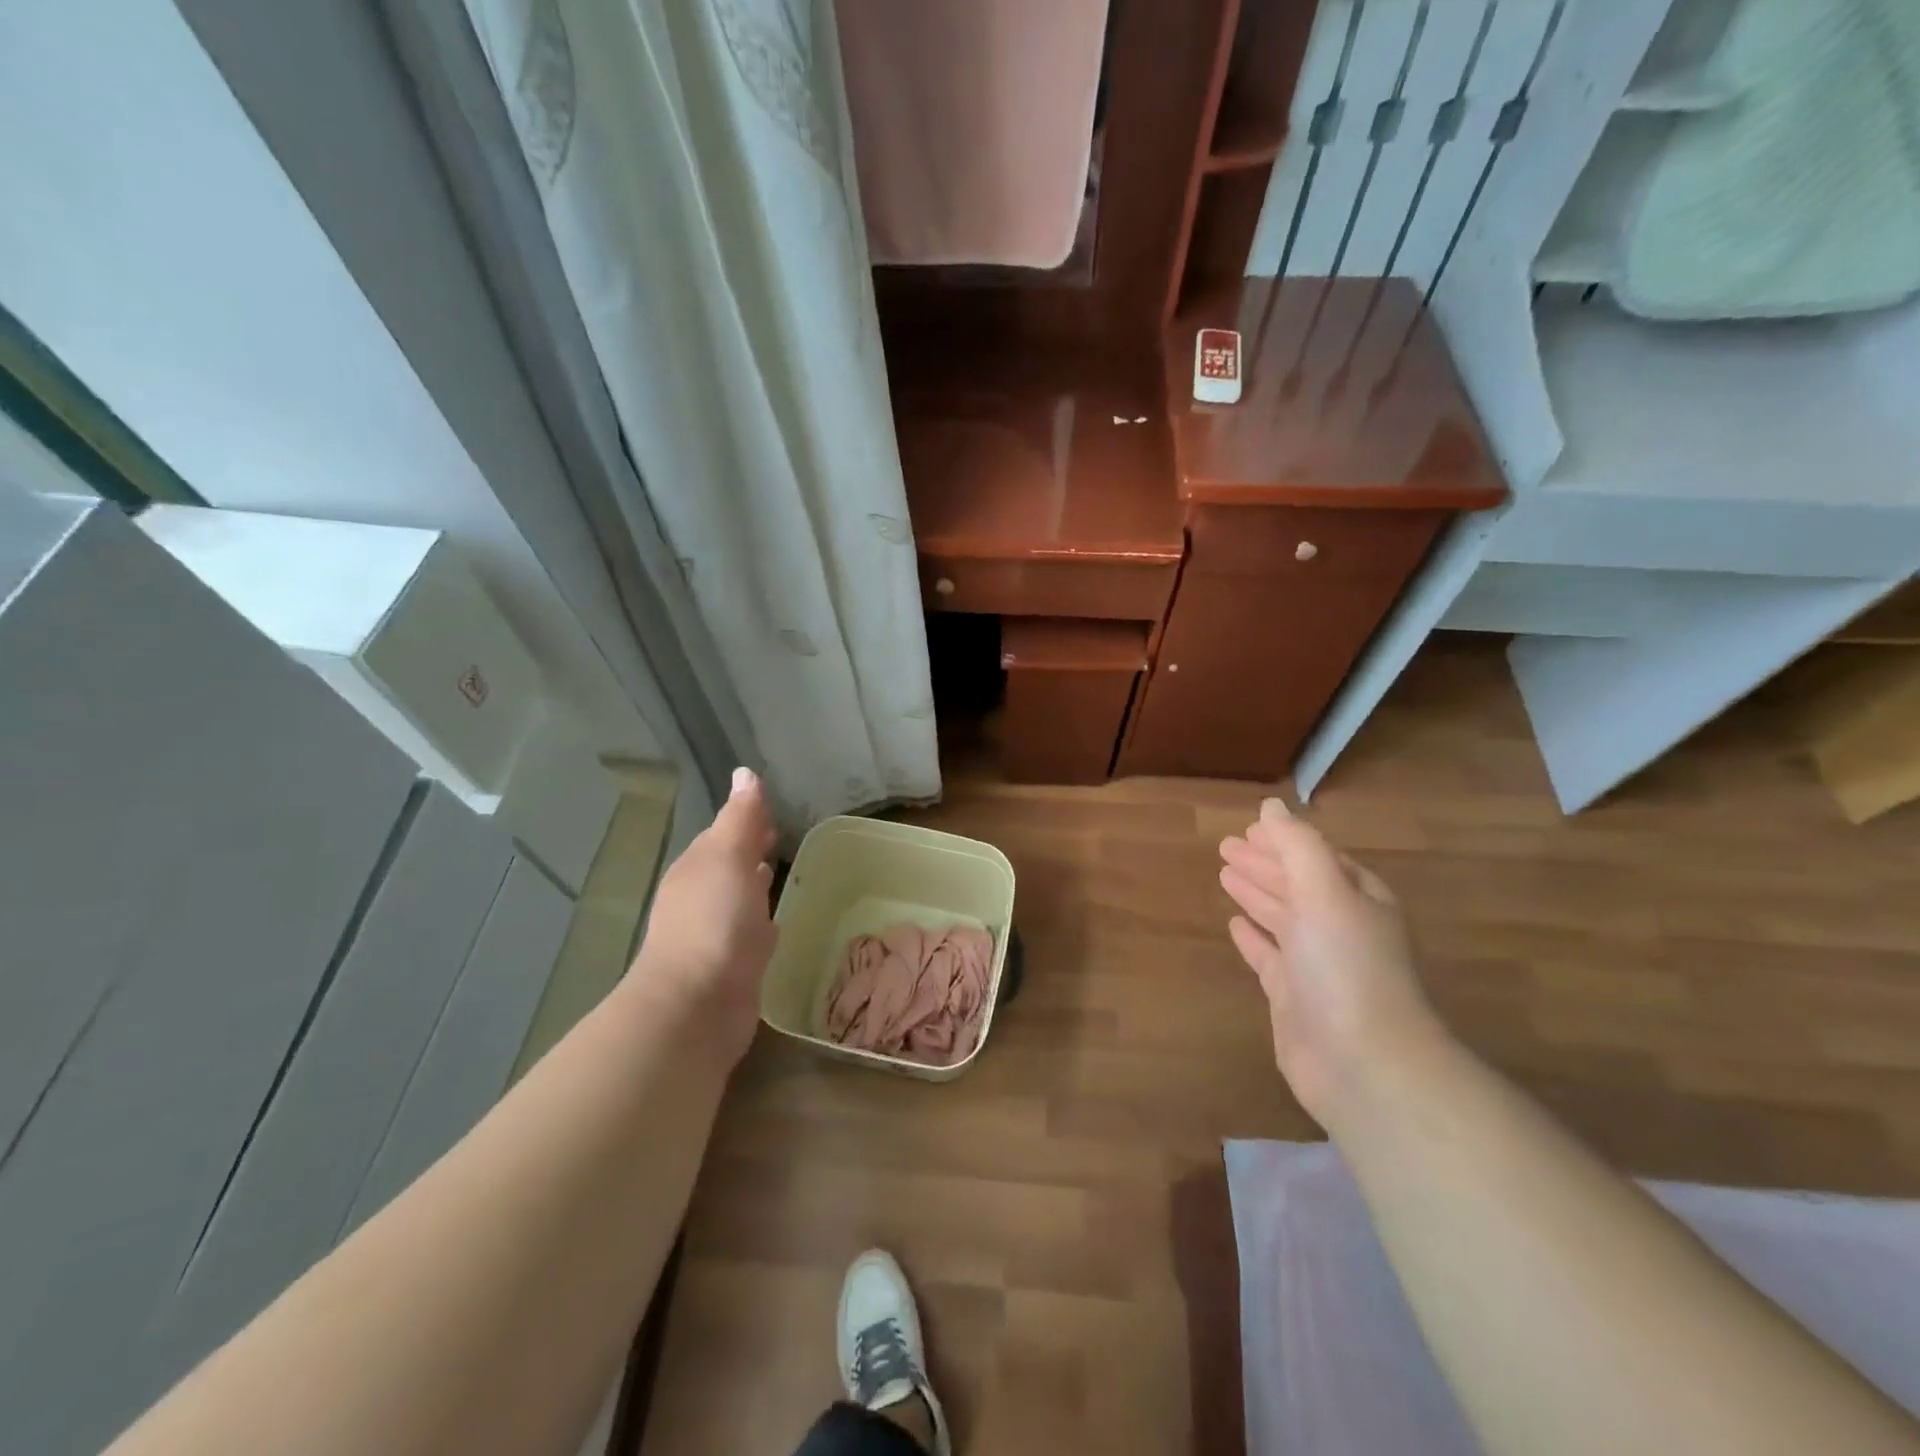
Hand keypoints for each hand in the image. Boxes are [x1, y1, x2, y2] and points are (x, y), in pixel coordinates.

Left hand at [630, 767, 778, 1067]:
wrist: (697, 1004)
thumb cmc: (714, 921)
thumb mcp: (728, 857)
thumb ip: (741, 818)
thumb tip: (745, 773)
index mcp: (697, 867)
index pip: (721, 834)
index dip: (745, 820)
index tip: (772, 811)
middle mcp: (700, 897)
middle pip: (728, 864)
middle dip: (750, 849)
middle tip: (780, 836)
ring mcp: (715, 933)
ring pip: (739, 898)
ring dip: (755, 884)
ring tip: (780, 872)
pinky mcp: (732, 966)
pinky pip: (750, 933)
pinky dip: (762, 921)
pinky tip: (776, 923)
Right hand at [1219, 798, 1440, 1123]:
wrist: (1363, 1063)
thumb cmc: (1346, 965)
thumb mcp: (1324, 891)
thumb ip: (1297, 845)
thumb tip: (1272, 806)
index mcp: (1357, 899)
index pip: (1319, 859)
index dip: (1286, 842)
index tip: (1250, 828)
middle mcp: (1340, 928)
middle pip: (1297, 885)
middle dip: (1264, 864)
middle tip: (1225, 846)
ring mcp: (1316, 965)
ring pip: (1281, 918)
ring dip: (1255, 894)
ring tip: (1224, 873)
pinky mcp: (1293, 998)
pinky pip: (1268, 956)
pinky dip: (1252, 937)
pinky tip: (1233, 924)